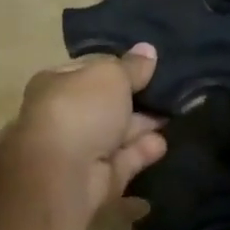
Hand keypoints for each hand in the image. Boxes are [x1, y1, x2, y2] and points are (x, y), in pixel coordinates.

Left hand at [9, 43, 167, 217]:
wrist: (64, 173)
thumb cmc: (81, 111)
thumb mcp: (110, 76)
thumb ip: (131, 66)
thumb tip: (148, 50)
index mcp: (56, 84)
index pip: (90, 70)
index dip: (118, 67)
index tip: (149, 66)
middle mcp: (65, 116)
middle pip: (106, 105)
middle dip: (135, 100)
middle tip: (169, 92)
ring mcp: (79, 150)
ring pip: (117, 134)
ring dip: (142, 126)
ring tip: (173, 115)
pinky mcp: (97, 179)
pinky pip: (124, 161)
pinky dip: (142, 152)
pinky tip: (162, 144)